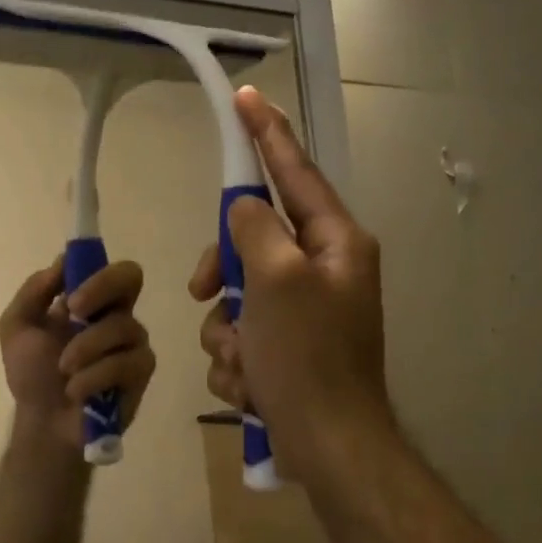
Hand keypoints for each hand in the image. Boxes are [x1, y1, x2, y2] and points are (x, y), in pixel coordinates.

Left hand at [0, 257, 155, 450]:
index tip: (68, 290)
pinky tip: (77, 391)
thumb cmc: (32, 375)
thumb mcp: (17, 327)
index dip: (93, 268)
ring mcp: (132, 343)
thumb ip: (34, 291)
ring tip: (64, 370)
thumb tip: (62, 261)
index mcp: (88, 301)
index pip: (105, 266)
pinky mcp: (140, 372)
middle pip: (131, 277)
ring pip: (123, 326)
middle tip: (75, 311)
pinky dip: (95, 376)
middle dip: (101, 288)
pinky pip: (126, 362)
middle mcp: (115, 314)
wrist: (43, 424)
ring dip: (86, 347)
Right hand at [188, 88, 394, 494]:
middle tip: (206, 291)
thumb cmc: (307, 358)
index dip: (266, 134)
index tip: (245, 98)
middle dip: (221, 272)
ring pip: (235, 295)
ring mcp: (302, 312)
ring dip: (226, 330)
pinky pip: (239, 335)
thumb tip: (245, 208)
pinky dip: (235, 359)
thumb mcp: (276, 281)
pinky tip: (250, 384)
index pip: (294, 172)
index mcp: (335, 243)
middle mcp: (322, 270)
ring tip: (243, 361)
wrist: (327, 445)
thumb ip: (255, 229)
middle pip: (251, 240)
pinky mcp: (285, 348)